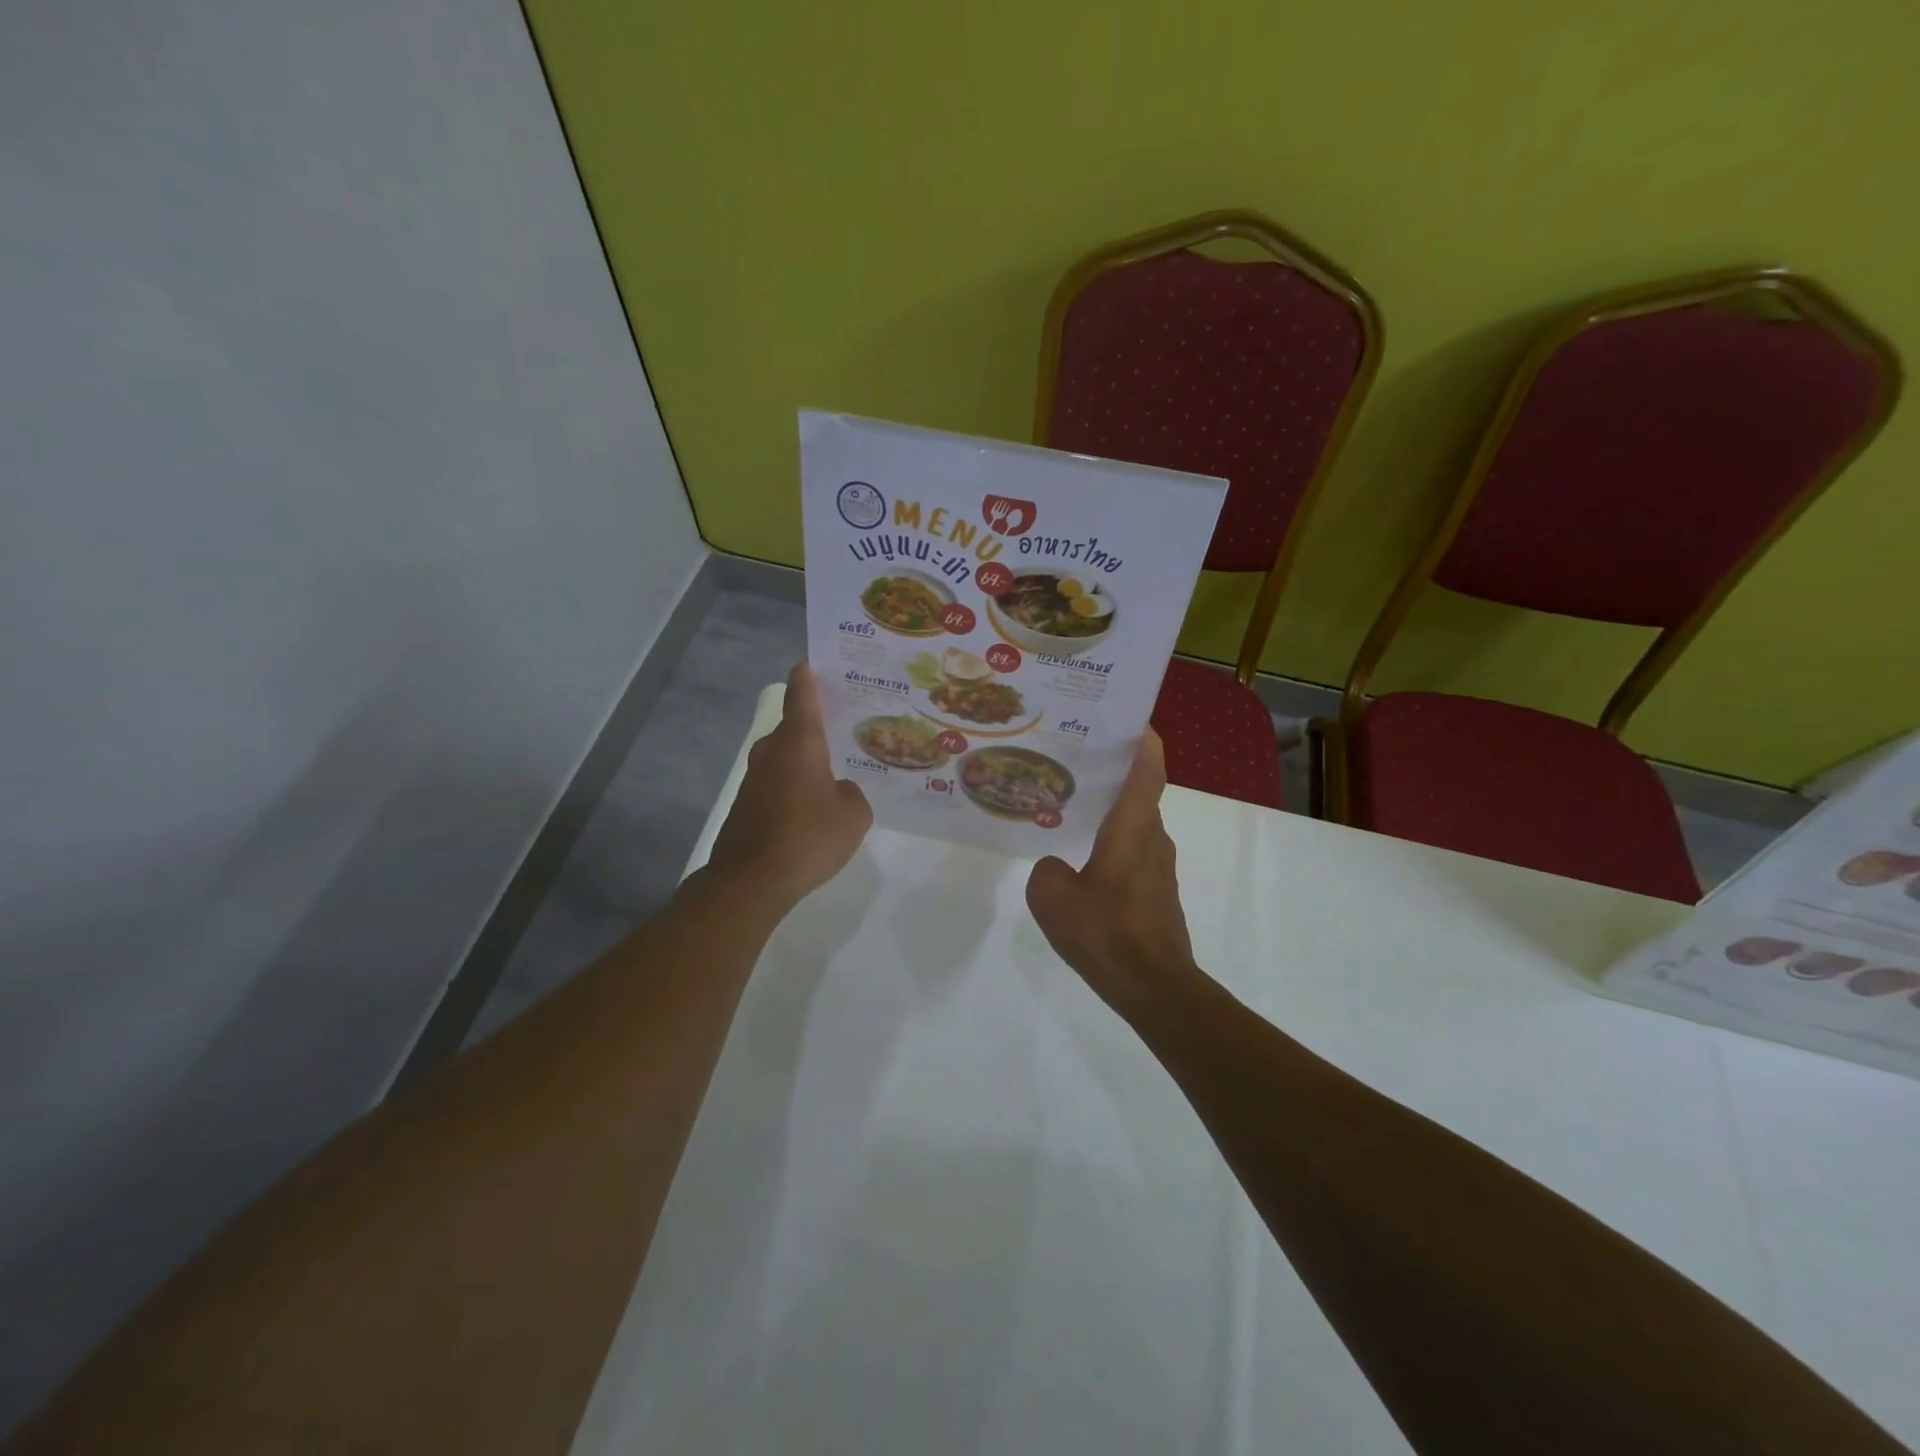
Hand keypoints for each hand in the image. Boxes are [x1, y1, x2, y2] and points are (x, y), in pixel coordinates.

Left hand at [709, 663, 871, 905]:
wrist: (751, 881)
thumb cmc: (809, 837)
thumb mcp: (854, 815)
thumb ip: (851, 793)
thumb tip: (837, 790)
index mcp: (800, 742)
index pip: (801, 694)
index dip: (808, 675)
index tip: (813, 661)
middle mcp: (772, 751)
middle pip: (794, 727)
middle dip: (817, 725)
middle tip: (847, 726)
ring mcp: (754, 778)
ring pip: (785, 757)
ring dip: (806, 761)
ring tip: (836, 772)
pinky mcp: (746, 804)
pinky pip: (777, 783)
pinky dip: (793, 786)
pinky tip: (812, 809)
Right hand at [1026, 730, 1201, 1011]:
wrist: (1155, 989)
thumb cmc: (1106, 933)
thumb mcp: (1052, 898)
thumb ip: (1047, 870)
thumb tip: (1057, 867)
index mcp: (1133, 828)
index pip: (1148, 769)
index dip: (1143, 739)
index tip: (1130, 718)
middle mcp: (1153, 838)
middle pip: (1139, 793)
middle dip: (1113, 773)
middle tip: (1074, 760)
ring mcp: (1159, 868)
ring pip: (1135, 825)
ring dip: (1111, 812)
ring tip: (1070, 808)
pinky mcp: (1158, 894)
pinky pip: (1134, 853)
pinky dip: (1113, 844)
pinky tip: (1082, 861)